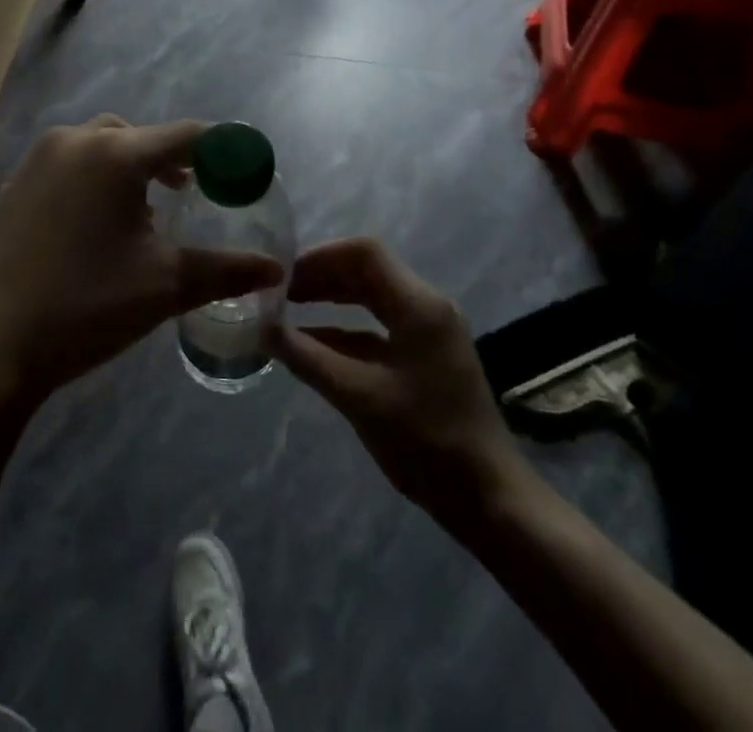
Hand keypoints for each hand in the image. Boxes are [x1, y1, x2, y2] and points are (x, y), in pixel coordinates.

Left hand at [0, 117, 283, 399]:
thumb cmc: (87, 307)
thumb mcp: (165, 285)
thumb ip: (226, 269)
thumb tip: (275, 268)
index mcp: (114, 154)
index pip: (184, 134)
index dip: (219, 149)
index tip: (239, 170)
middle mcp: (73, 141)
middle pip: (138, 135)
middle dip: (168, 159)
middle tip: (188, 193)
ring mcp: (36, 160)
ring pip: (99, 145)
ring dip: (128, 167)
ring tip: (142, 211)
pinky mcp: (13, 185)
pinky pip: (67, 165)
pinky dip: (92, 179)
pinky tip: (93, 225)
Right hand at [276, 238, 520, 525]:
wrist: (489, 498)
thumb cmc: (426, 441)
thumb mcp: (359, 397)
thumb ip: (308, 358)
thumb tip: (263, 329)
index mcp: (418, 304)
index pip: (364, 253)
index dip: (320, 256)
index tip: (283, 274)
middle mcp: (426, 307)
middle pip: (367, 271)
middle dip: (322, 276)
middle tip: (279, 292)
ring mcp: (428, 332)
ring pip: (372, 298)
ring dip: (331, 300)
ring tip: (288, 310)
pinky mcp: (425, 356)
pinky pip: (379, 327)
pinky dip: (345, 329)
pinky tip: (313, 343)